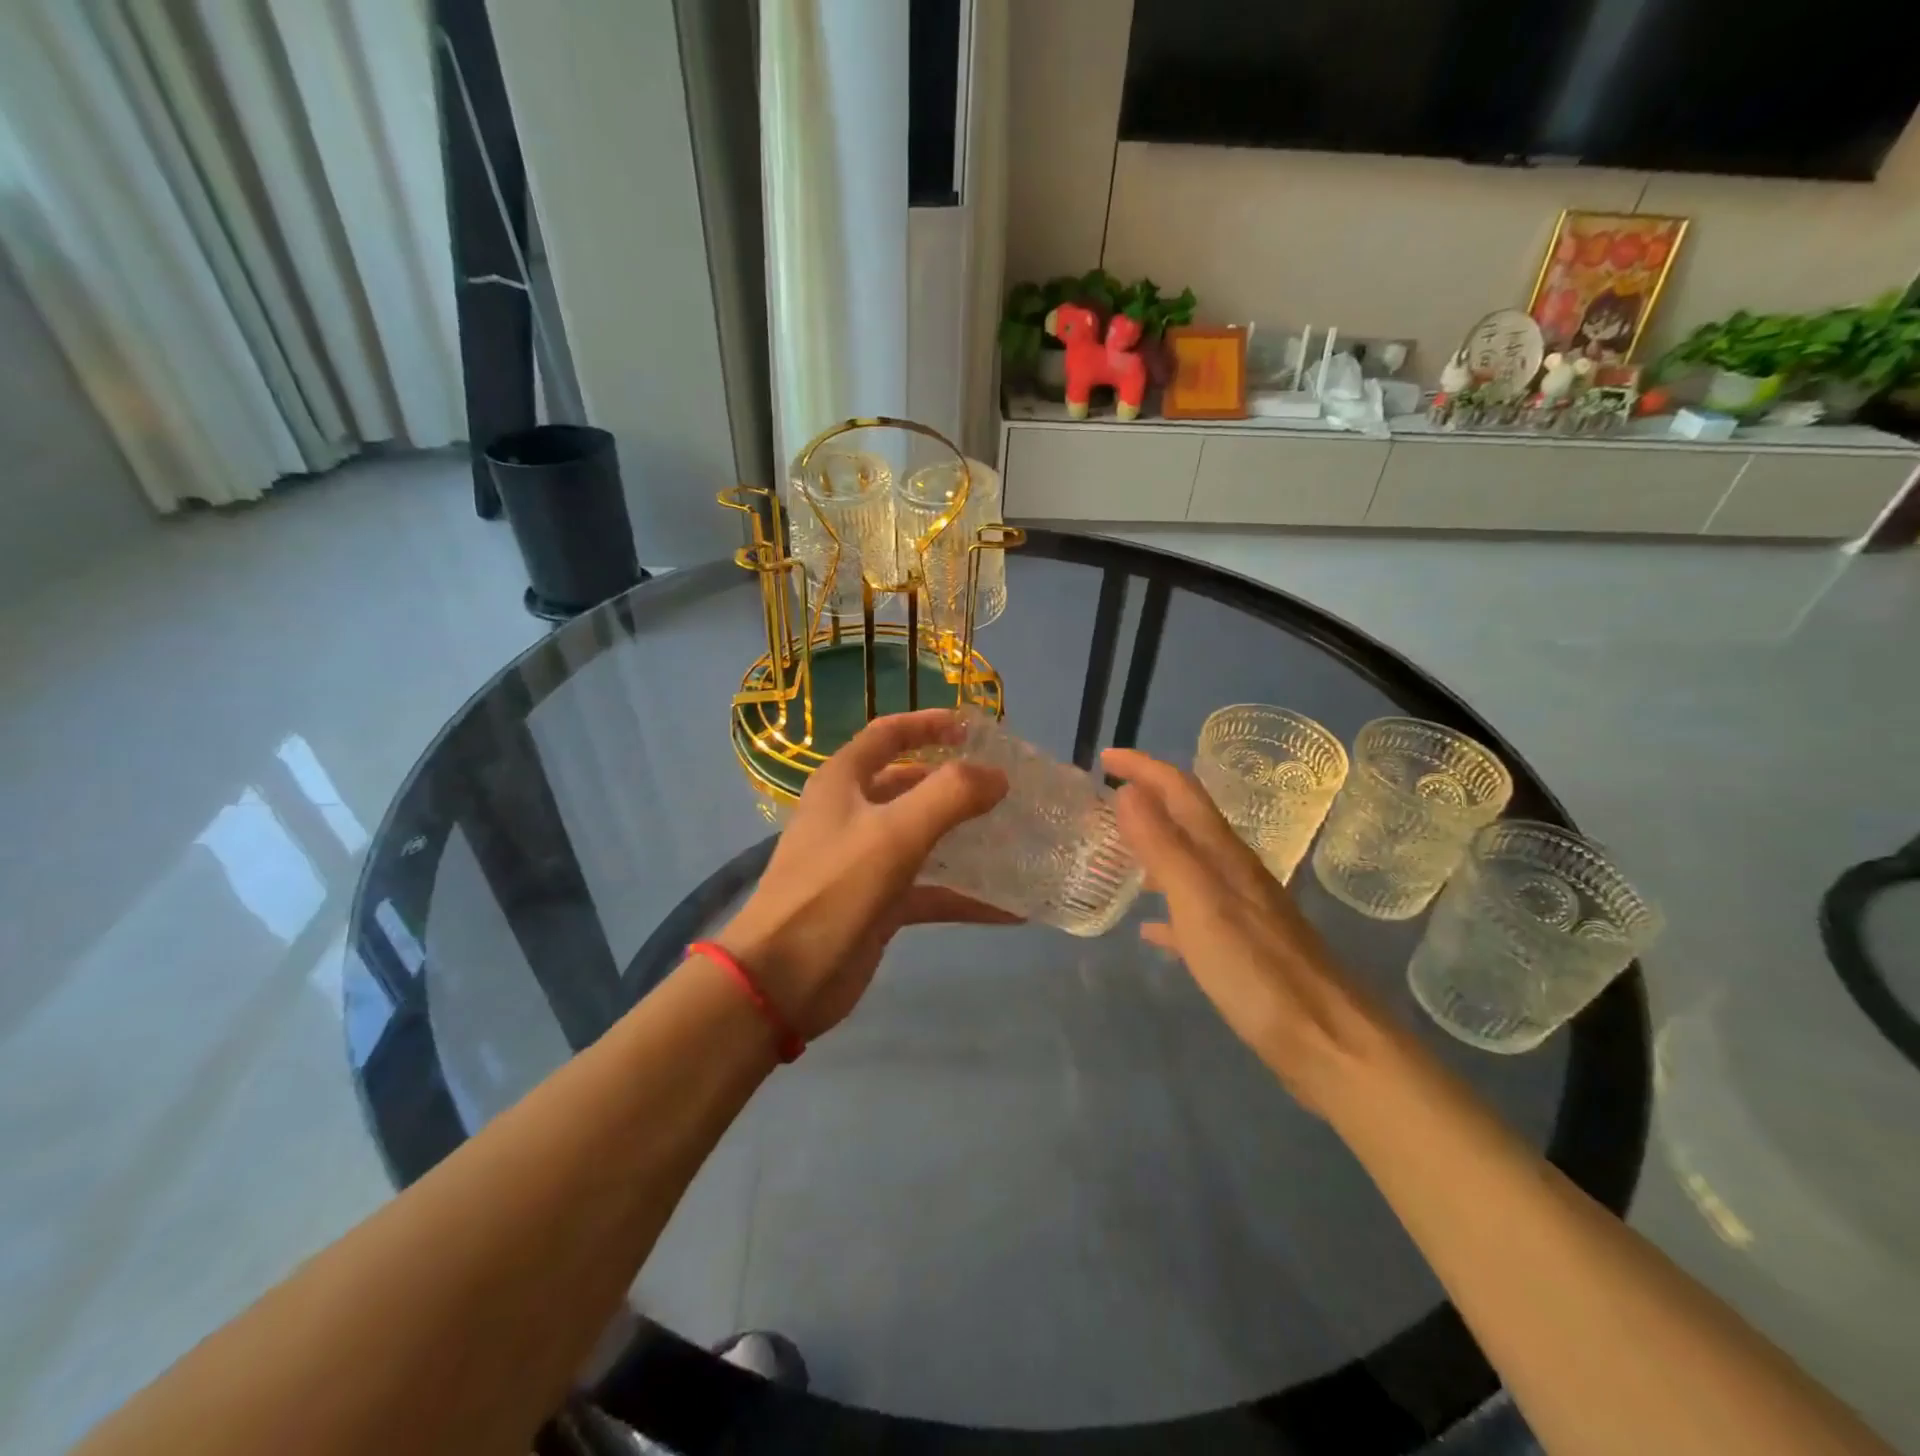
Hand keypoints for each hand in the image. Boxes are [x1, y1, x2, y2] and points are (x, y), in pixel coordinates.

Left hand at [717, 709, 1012, 1039]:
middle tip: (1007, 788)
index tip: (977, 729)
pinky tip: (1009, 908)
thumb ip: (950, 796)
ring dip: (966, 839)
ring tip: (1017, 839)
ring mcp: (865, 861)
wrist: (782, 979)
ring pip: (924, 838)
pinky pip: (930, 890)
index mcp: (844, 782)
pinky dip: (964, 896)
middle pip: (911, 785)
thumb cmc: (833, 891)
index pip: (889, 734)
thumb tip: (997, 776)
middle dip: (956, 784)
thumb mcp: (894, 834)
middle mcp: (853, 814)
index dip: (930, 724)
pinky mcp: (879, 903)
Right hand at [1103, 747, 1382, 1110]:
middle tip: (1103, 801)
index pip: (1180, 790)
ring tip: (1116, 853)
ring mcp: (1241, 910)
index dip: (1143, 767)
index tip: (1105, 756)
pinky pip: (1195, 913)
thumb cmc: (1257, 971)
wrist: (1329, 1043)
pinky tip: (1150, 929)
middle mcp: (1234, 872)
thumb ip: (1164, 847)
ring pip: (1189, 863)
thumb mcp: (1200, 904)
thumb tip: (1129, 790)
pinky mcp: (1243, 947)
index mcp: (1223, 855)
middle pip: (1186, 820)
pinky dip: (1168, 907)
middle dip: (1147, 800)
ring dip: (1154, 848)